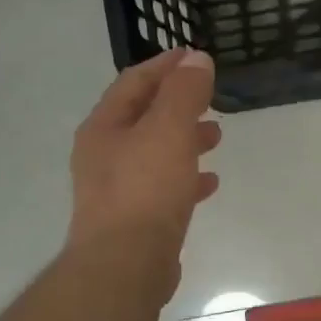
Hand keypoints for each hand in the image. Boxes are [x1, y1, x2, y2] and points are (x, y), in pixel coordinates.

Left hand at [66, 49, 220, 280]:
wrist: (126, 264)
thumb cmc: (145, 190)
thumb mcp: (168, 130)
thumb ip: (184, 92)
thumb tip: (197, 59)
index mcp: (104, 127)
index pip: (134, 82)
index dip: (165, 66)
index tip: (194, 56)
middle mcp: (104, 154)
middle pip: (143, 117)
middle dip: (178, 104)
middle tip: (210, 98)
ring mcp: (117, 189)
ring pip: (155, 152)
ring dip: (185, 140)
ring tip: (216, 136)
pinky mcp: (134, 219)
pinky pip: (163, 187)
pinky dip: (186, 177)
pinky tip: (209, 182)